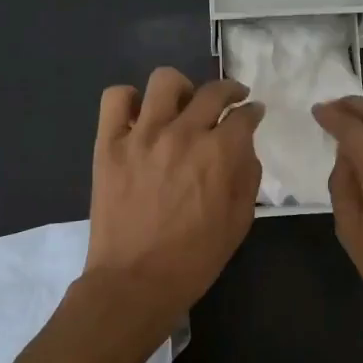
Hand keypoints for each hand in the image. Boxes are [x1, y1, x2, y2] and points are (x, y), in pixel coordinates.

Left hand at [79, 68, 263, 340]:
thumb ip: (247, 176)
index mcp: (219, 153)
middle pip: (212, 91)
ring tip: (181, 105)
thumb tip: (245, 147)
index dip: (253, 111)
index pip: (244, 115)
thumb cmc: (195, 258)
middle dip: (229, 91)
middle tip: (230, 101)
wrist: (135, 282)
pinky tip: (140, 117)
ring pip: (165, 81)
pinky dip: (129, 100)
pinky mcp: (109, 143)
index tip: (253, 113)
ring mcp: (142, 135)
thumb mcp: (240, 221)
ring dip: (181, 89)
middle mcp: (183, 133)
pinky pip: (116, 99)